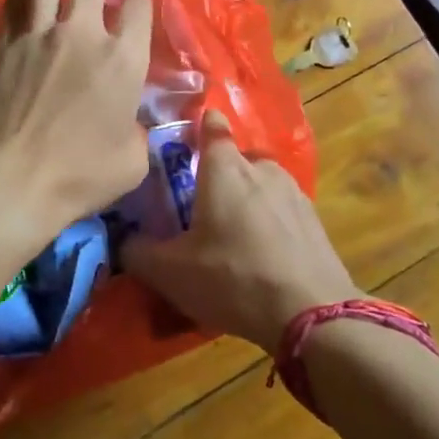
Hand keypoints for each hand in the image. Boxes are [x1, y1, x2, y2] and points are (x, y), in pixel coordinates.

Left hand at [0, 0, 154, 241]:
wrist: (8, 181)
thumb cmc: (78, 179)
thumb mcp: (131, 162)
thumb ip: (136, 130)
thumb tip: (126, 122)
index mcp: (124, 60)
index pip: (138, 8)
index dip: (139, 0)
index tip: (135, 3)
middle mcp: (83, 33)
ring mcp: (38, 33)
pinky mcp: (2, 41)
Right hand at [124, 111, 359, 351]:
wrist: (312, 313)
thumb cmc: (233, 278)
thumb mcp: (170, 272)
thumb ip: (138, 251)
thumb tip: (124, 240)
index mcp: (225, 168)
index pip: (212, 126)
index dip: (200, 124)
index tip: (189, 131)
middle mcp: (261, 168)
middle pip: (235, 160)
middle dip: (219, 176)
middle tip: (200, 207)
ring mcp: (294, 192)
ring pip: (261, 185)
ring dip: (246, 201)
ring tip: (232, 236)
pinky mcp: (314, 220)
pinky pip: (281, 211)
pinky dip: (269, 224)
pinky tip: (262, 255)